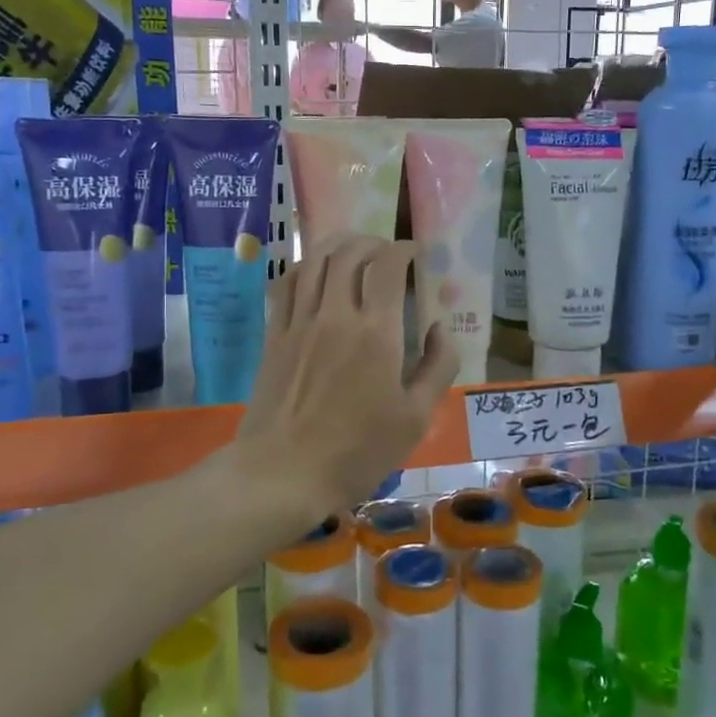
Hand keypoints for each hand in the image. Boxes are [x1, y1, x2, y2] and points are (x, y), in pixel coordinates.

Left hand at [237, 237, 458, 513]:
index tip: (415, 254)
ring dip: (337, 246)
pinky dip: (303, 267)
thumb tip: (441, 328)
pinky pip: (286, 284)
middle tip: (387, 253)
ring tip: (353, 252)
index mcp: (376, 333)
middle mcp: (335, 315)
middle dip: (372, 243)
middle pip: (349, 253)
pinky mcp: (274, 335)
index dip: (404, 250)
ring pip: (315, 261)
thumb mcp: (415, 418)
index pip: (387, 265)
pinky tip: (313, 272)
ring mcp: (299, 322)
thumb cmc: (357, 451)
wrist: (283, 474)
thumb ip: (438, 367)